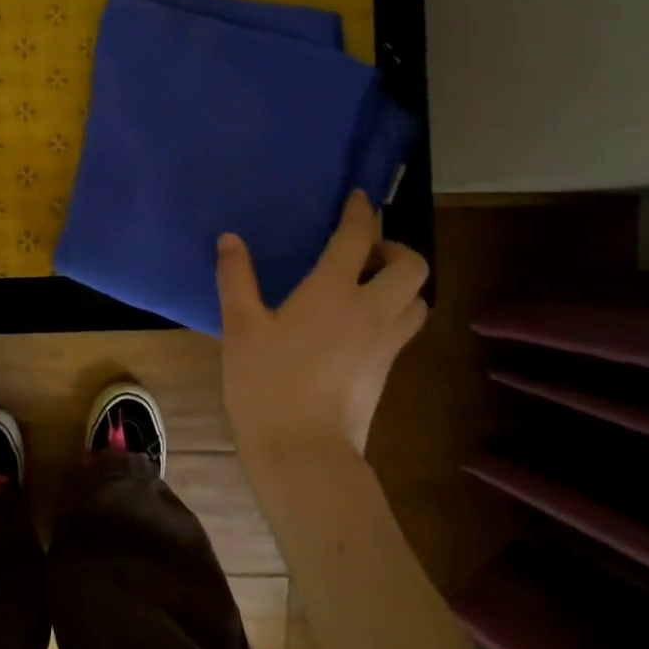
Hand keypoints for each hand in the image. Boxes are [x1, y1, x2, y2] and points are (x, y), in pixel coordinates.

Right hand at [216, 191, 428, 458]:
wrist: (303, 452)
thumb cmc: (266, 384)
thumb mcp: (240, 327)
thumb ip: (236, 278)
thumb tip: (230, 239)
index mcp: (333, 292)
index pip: (357, 237)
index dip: (360, 211)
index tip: (358, 196)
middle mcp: (371, 310)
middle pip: (412, 266)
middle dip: (396, 248)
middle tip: (365, 253)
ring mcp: (386, 343)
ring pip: (418, 300)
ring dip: (402, 283)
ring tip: (369, 286)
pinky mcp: (387, 371)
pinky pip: (405, 328)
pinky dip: (395, 312)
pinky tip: (361, 323)